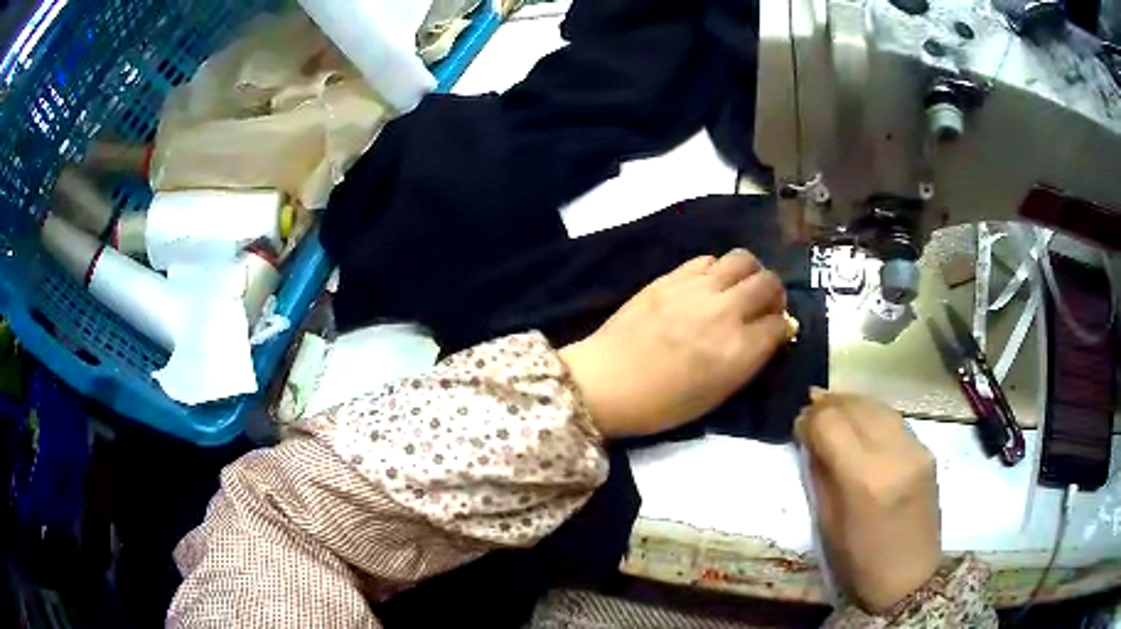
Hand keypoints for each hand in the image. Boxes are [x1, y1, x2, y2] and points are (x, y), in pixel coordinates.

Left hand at [559, 250, 788, 438]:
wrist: (605, 382)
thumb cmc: (662, 404)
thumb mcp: (717, 395)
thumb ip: (748, 361)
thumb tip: (770, 335)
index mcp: (739, 351)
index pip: (780, 324)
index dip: (782, 328)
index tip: (774, 332)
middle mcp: (725, 312)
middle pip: (768, 283)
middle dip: (774, 295)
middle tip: (763, 305)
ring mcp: (697, 289)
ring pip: (743, 259)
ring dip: (749, 273)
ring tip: (739, 288)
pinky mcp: (671, 277)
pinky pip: (708, 259)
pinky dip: (717, 269)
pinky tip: (708, 285)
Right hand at [796, 390, 941, 613]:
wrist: (910, 577)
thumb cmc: (860, 561)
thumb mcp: (828, 523)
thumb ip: (821, 474)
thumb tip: (809, 437)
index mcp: (864, 479)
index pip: (831, 423)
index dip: (810, 418)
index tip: (798, 425)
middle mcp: (894, 453)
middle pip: (856, 406)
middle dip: (829, 404)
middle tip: (811, 409)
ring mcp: (915, 448)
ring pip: (878, 405)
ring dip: (851, 403)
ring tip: (832, 407)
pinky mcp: (927, 450)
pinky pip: (894, 419)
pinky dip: (872, 413)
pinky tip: (861, 420)